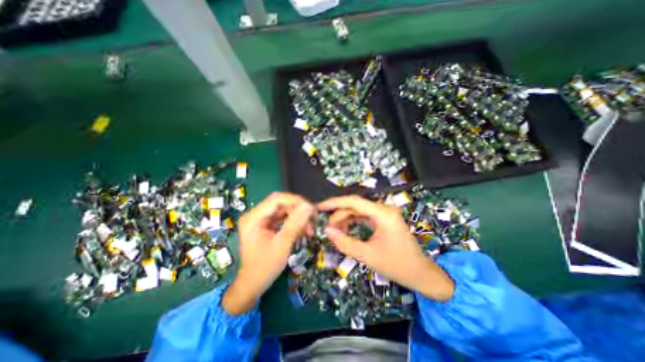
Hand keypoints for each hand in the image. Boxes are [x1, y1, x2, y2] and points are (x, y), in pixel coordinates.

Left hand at [225, 193, 315, 312]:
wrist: (252, 285)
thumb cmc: (265, 267)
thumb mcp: (282, 244)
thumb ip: (295, 223)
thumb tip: (309, 206)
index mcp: (253, 218)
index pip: (277, 199)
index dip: (295, 201)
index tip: (311, 210)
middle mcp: (255, 215)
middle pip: (280, 202)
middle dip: (297, 209)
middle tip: (311, 218)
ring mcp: (260, 219)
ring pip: (283, 209)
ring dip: (297, 216)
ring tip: (308, 228)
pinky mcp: (265, 225)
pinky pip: (282, 217)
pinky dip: (293, 221)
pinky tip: (302, 229)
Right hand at [317, 197, 452, 300]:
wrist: (421, 274)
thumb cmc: (397, 266)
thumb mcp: (368, 256)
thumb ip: (345, 243)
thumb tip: (327, 231)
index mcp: (383, 214)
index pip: (354, 202)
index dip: (335, 203)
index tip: (320, 207)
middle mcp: (384, 209)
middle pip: (355, 206)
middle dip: (339, 215)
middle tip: (328, 228)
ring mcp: (385, 213)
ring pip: (359, 210)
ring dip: (345, 218)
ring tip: (335, 231)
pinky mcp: (384, 218)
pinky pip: (364, 215)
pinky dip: (353, 221)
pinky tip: (346, 229)